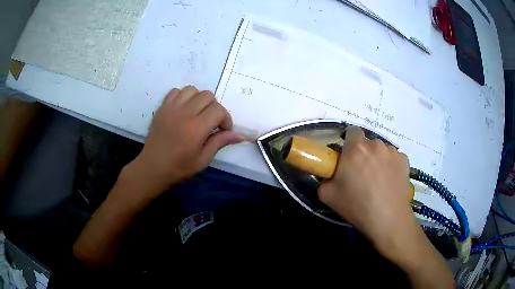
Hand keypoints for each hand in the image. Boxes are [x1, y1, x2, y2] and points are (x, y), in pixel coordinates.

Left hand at [128, 86, 241, 199]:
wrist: (153, 167)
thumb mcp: (203, 159)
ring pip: (192, 90)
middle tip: (211, 122)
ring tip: (197, 113)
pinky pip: (176, 91)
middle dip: (214, 108)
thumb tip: (239, 135)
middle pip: (208, 95)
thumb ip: (220, 142)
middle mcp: (185, 113)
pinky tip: (183, 110)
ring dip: (199, 99)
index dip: (226, 119)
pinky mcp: (162, 107)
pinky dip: (183, 97)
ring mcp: (171, 108)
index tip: (223, 130)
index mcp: (196, 128)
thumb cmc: (179, 167)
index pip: (218, 110)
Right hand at [318, 126, 413, 255]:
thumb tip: (330, 174)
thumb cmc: (356, 206)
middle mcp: (375, 144)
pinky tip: (390, 181)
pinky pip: (394, 158)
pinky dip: (391, 165)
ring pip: (381, 150)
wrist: (387, 218)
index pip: (351, 131)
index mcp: (355, 149)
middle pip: (367, 142)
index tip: (348, 157)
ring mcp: (392, 151)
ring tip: (378, 179)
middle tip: (361, 172)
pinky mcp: (404, 160)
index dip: (349, 142)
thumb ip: (324, 178)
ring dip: (377, 158)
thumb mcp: (327, 195)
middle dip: (363, 153)